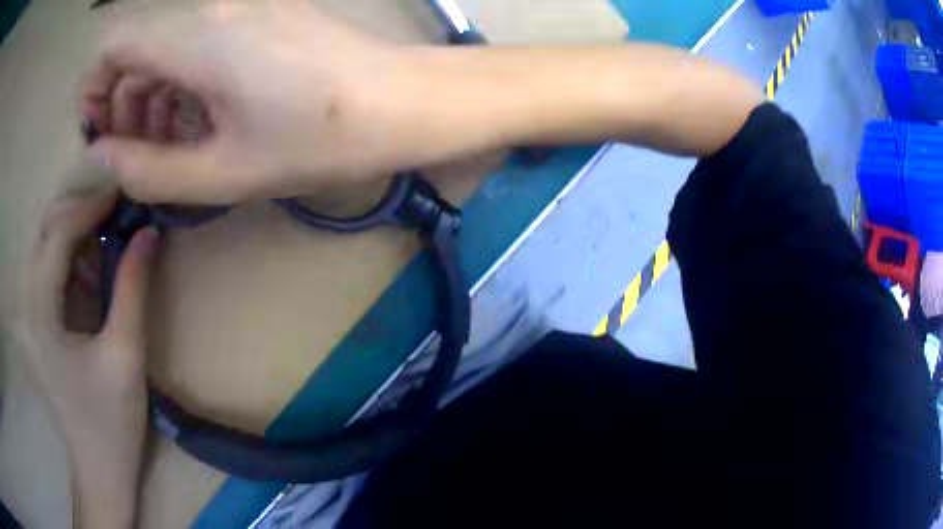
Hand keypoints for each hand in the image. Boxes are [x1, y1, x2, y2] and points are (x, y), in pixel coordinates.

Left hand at [18, 187, 159, 527]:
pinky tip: (87, 269)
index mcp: (41, 313)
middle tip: (111, 210)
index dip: (88, 207)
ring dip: (69, 228)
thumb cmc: (111, 423)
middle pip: (42, 227)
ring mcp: (27, 312)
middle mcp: (26, 303)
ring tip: (102, 235)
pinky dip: (65, 254)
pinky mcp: (34, 321)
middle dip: (75, 208)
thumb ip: (133, 288)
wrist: (96, 469)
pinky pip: (44, 266)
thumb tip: (150, 232)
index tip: (121, 197)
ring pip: (40, 241)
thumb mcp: (126, 356)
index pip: (56, 233)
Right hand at [82, 0, 414, 204]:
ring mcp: (242, 5)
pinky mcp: (264, 12)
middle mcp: (214, 8)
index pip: (114, 46)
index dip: (96, 90)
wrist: (402, 101)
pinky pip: (201, 40)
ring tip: (174, 143)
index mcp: (197, 38)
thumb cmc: (317, 140)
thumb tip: (101, 154)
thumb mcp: (220, 172)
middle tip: (142, 152)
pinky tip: (204, 115)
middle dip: (123, 101)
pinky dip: (185, 79)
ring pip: (168, 45)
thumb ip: (146, 169)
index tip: (104, 135)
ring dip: (154, 94)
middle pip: (137, 47)